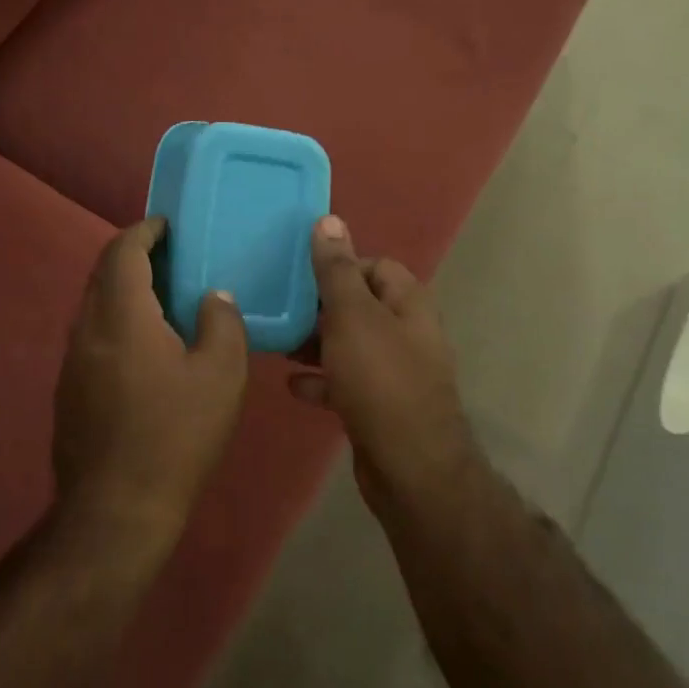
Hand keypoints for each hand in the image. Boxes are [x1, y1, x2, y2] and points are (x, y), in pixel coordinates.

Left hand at [53, 218, 248, 542]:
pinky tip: (146, 348)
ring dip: (125, 291)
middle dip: (134, 257)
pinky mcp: (68, 390)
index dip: (145, 231)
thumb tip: (213, 297)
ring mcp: (72, 361)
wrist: (115, 509)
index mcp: (121, 315)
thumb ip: (221, 322)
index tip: (169, 226)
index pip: (123, 251)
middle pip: (103, 274)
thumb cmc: (175, 436)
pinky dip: (117, 322)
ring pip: (95, 306)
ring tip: (165, 299)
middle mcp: (87, 329)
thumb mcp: (221, 375)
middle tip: (173, 258)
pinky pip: (92, 336)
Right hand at [288, 216, 474, 501]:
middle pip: (360, 306)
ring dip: (316, 343)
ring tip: (279, 344)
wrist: (409, 468)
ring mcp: (395, 372)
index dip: (340, 266)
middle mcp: (406, 333)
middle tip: (280, 308)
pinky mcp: (380, 406)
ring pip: (350, 345)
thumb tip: (329, 220)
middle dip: (320, 307)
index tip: (301, 275)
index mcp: (407, 304)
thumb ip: (337, 270)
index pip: (375, 266)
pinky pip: (346, 382)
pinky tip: (293, 386)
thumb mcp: (352, 317)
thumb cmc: (380, 381)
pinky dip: (322, 381)